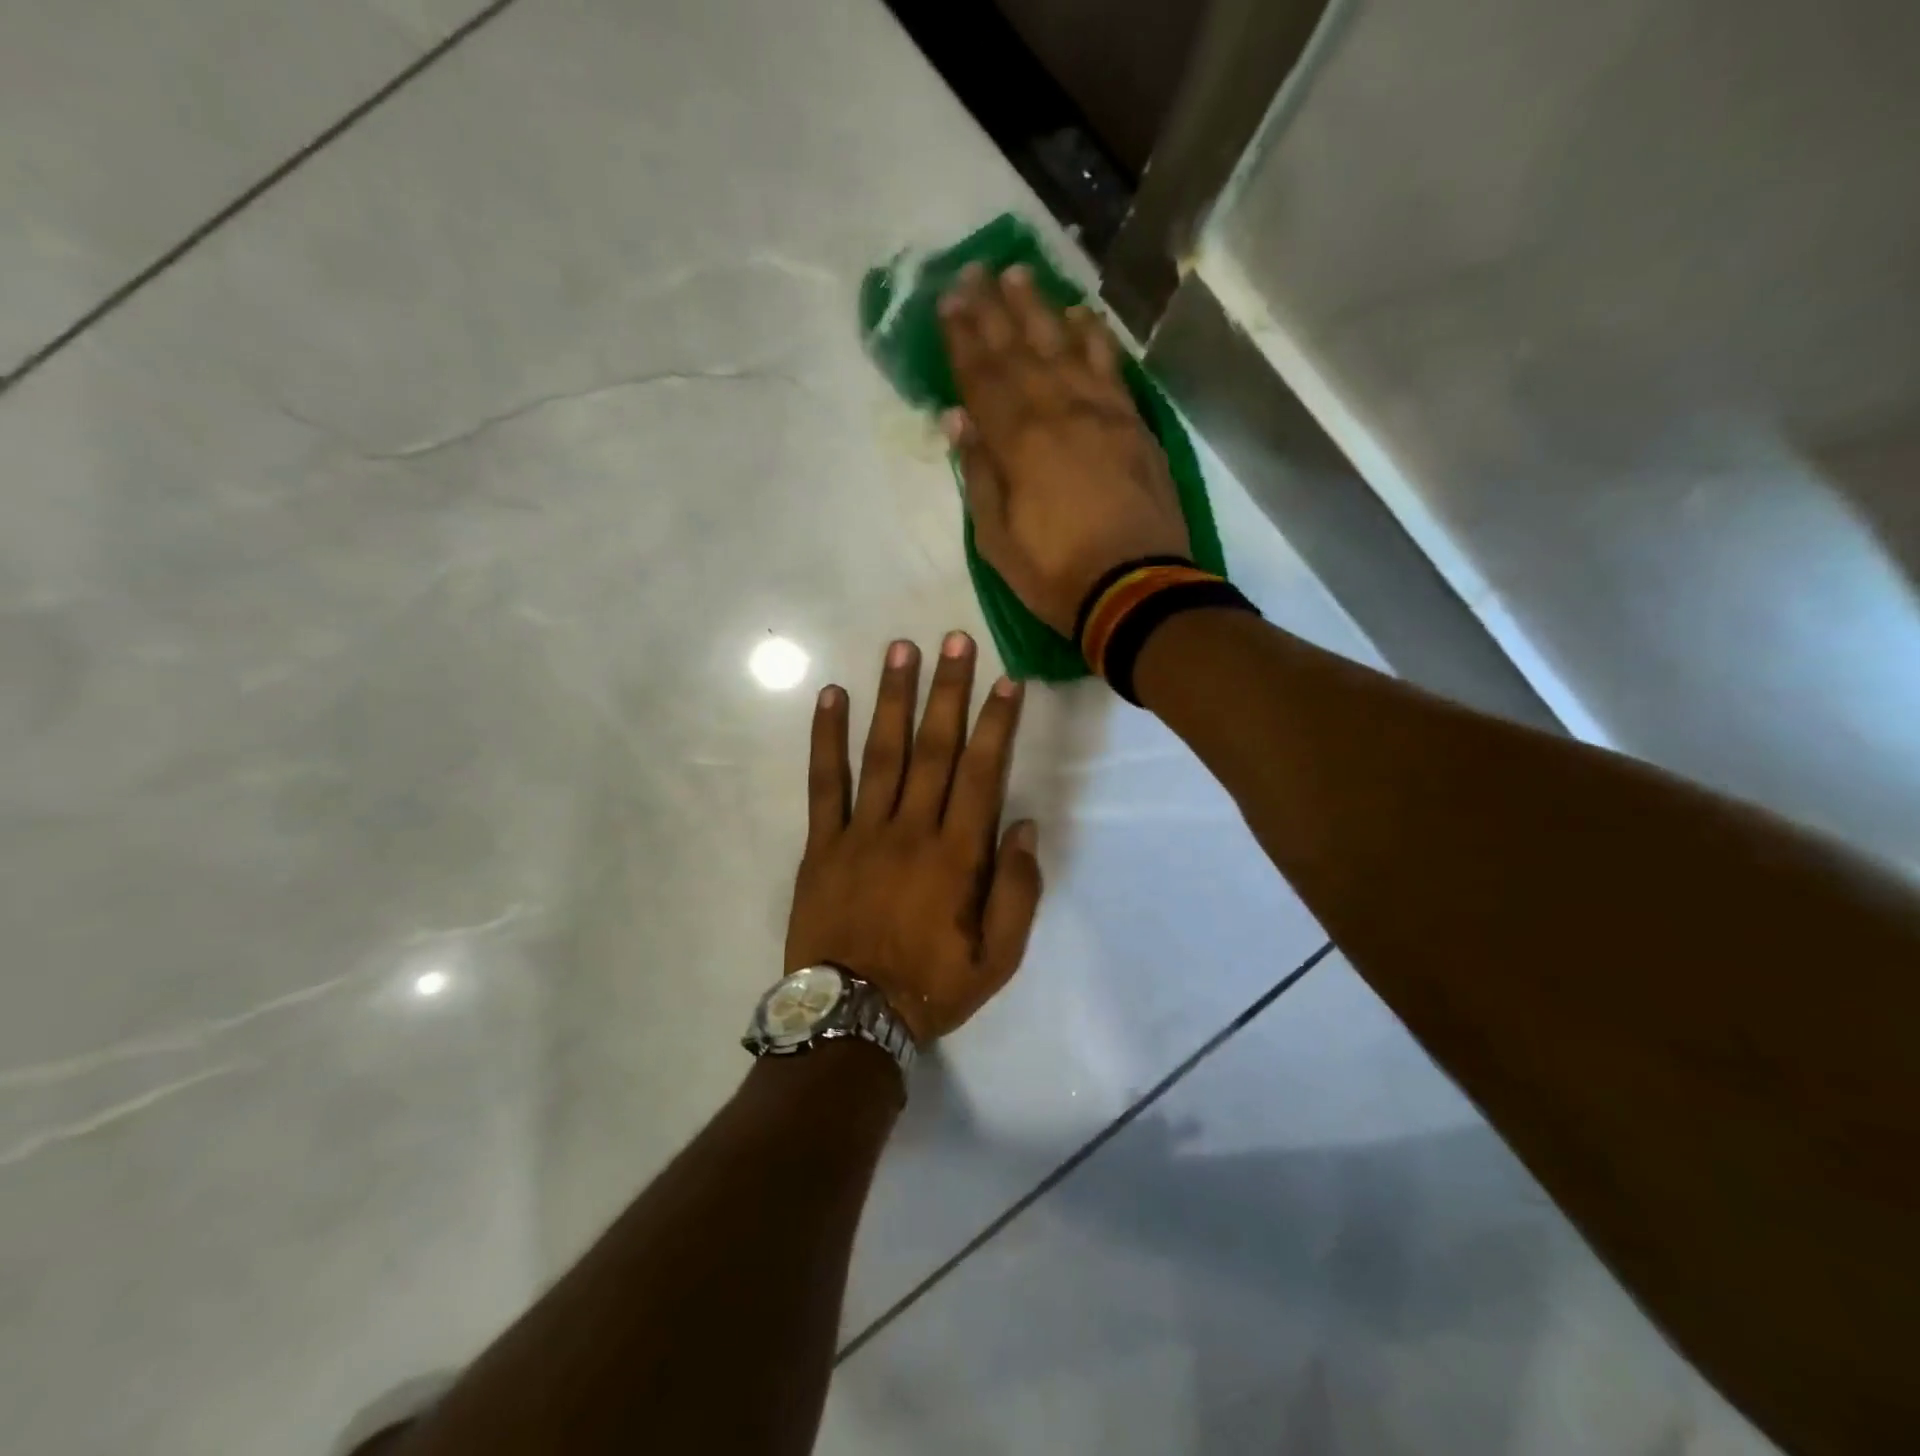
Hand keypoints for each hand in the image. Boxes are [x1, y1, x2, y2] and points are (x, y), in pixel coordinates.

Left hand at [785, 632, 1041, 1043]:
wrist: (850, 1019)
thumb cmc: (931, 988)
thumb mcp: (997, 959)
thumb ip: (1016, 892)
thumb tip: (1023, 826)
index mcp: (956, 857)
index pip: (981, 774)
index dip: (995, 724)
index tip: (1005, 680)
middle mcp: (911, 830)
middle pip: (934, 749)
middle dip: (948, 691)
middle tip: (955, 640)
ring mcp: (861, 833)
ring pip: (882, 753)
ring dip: (894, 698)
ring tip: (901, 649)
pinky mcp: (821, 844)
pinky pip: (823, 783)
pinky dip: (826, 738)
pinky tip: (832, 696)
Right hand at [938, 263, 1191, 637]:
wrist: (1137, 590)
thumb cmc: (1056, 574)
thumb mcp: (996, 541)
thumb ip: (978, 476)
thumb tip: (958, 420)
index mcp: (1018, 443)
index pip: (982, 378)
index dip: (962, 339)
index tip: (947, 302)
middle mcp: (1058, 412)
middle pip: (1020, 351)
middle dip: (992, 310)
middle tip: (973, 272)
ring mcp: (1101, 414)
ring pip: (1064, 347)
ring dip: (1039, 309)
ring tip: (1018, 274)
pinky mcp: (1133, 425)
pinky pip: (1110, 368)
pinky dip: (1093, 337)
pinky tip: (1081, 315)